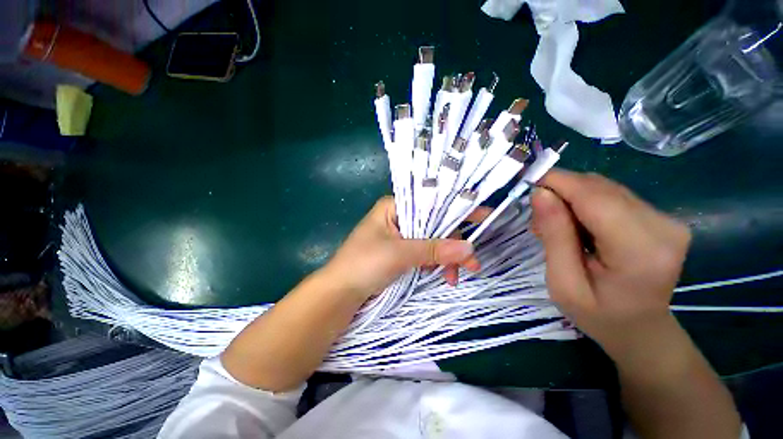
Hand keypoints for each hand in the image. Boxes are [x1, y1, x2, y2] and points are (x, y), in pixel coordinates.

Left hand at [322, 197, 487, 299]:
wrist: (340, 293)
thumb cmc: (364, 264)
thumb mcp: (399, 253)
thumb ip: (433, 249)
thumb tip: (469, 248)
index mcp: (394, 207)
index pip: (431, 202)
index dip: (457, 209)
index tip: (483, 216)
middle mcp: (398, 217)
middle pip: (434, 224)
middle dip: (453, 244)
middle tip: (472, 264)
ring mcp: (400, 235)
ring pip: (431, 240)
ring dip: (445, 257)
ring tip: (454, 276)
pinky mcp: (400, 252)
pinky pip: (424, 252)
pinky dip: (435, 263)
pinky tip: (442, 274)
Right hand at [530, 169, 691, 355]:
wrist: (641, 330)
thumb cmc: (598, 315)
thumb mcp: (563, 283)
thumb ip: (554, 236)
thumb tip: (540, 193)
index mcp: (640, 251)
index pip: (594, 197)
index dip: (557, 183)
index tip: (526, 185)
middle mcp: (663, 227)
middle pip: (599, 188)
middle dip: (560, 192)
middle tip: (538, 218)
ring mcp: (667, 220)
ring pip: (605, 188)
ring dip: (572, 198)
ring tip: (557, 225)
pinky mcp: (662, 217)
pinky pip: (613, 195)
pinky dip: (586, 203)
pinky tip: (578, 225)